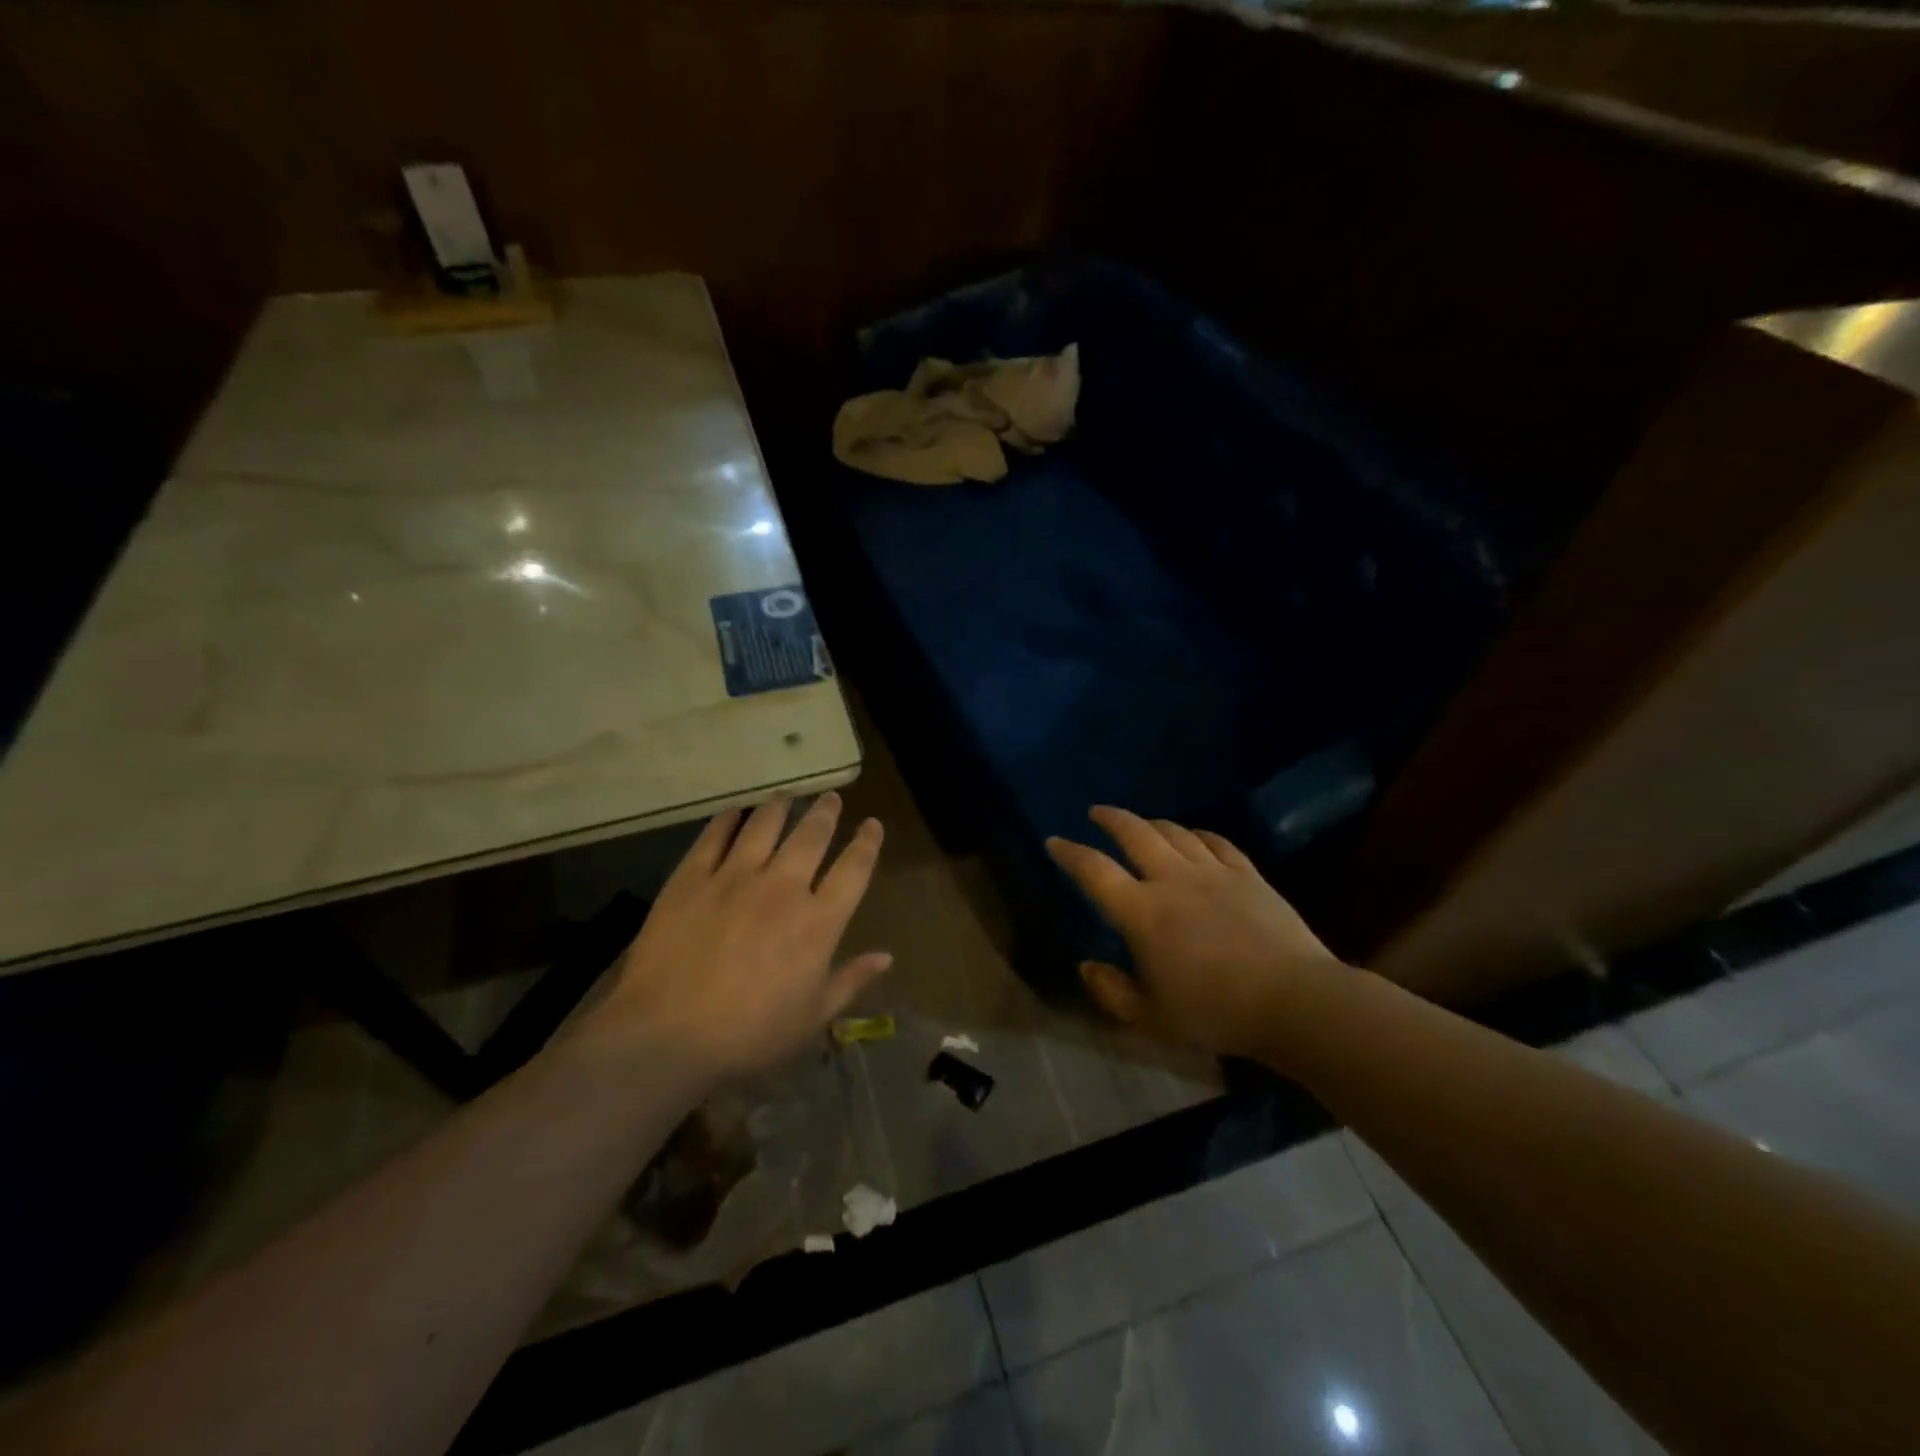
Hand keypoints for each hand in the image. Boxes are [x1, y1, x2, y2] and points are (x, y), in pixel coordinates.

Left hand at [592, 794, 889, 1080]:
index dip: (867, 843)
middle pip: (811, 836)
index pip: (853, 869)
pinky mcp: (691, 879)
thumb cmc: (749, 1035)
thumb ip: (851, 981)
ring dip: (780, 807)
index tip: (872, 824)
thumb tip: (887, 956)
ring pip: (764, 826)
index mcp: (817, 922)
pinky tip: (733, 812)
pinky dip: (727, 820)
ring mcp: (734, 878)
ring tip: (786, 796)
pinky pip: (713, 837)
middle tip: (830, 797)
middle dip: (826, 813)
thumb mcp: (811, 1018)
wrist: (667, 1035)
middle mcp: (782, 887)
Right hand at [1046, 806, 1345, 1057]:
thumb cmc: (1215, 1013)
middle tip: (1097, 812)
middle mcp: (1172, 880)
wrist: (1294, 1001)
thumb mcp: (1151, 1018)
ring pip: (1175, 832)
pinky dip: (1199, 834)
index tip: (1054, 841)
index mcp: (1141, 912)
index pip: (1094, 871)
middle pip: (1134, 833)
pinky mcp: (1248, 875)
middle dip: (1111, 818)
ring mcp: (1213, 872)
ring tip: (1143, 825)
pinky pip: (1217, 842)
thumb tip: (1087, 965)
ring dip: (1152, 823)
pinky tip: (1196, 836)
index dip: (1070, 853)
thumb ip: (1112, 992)